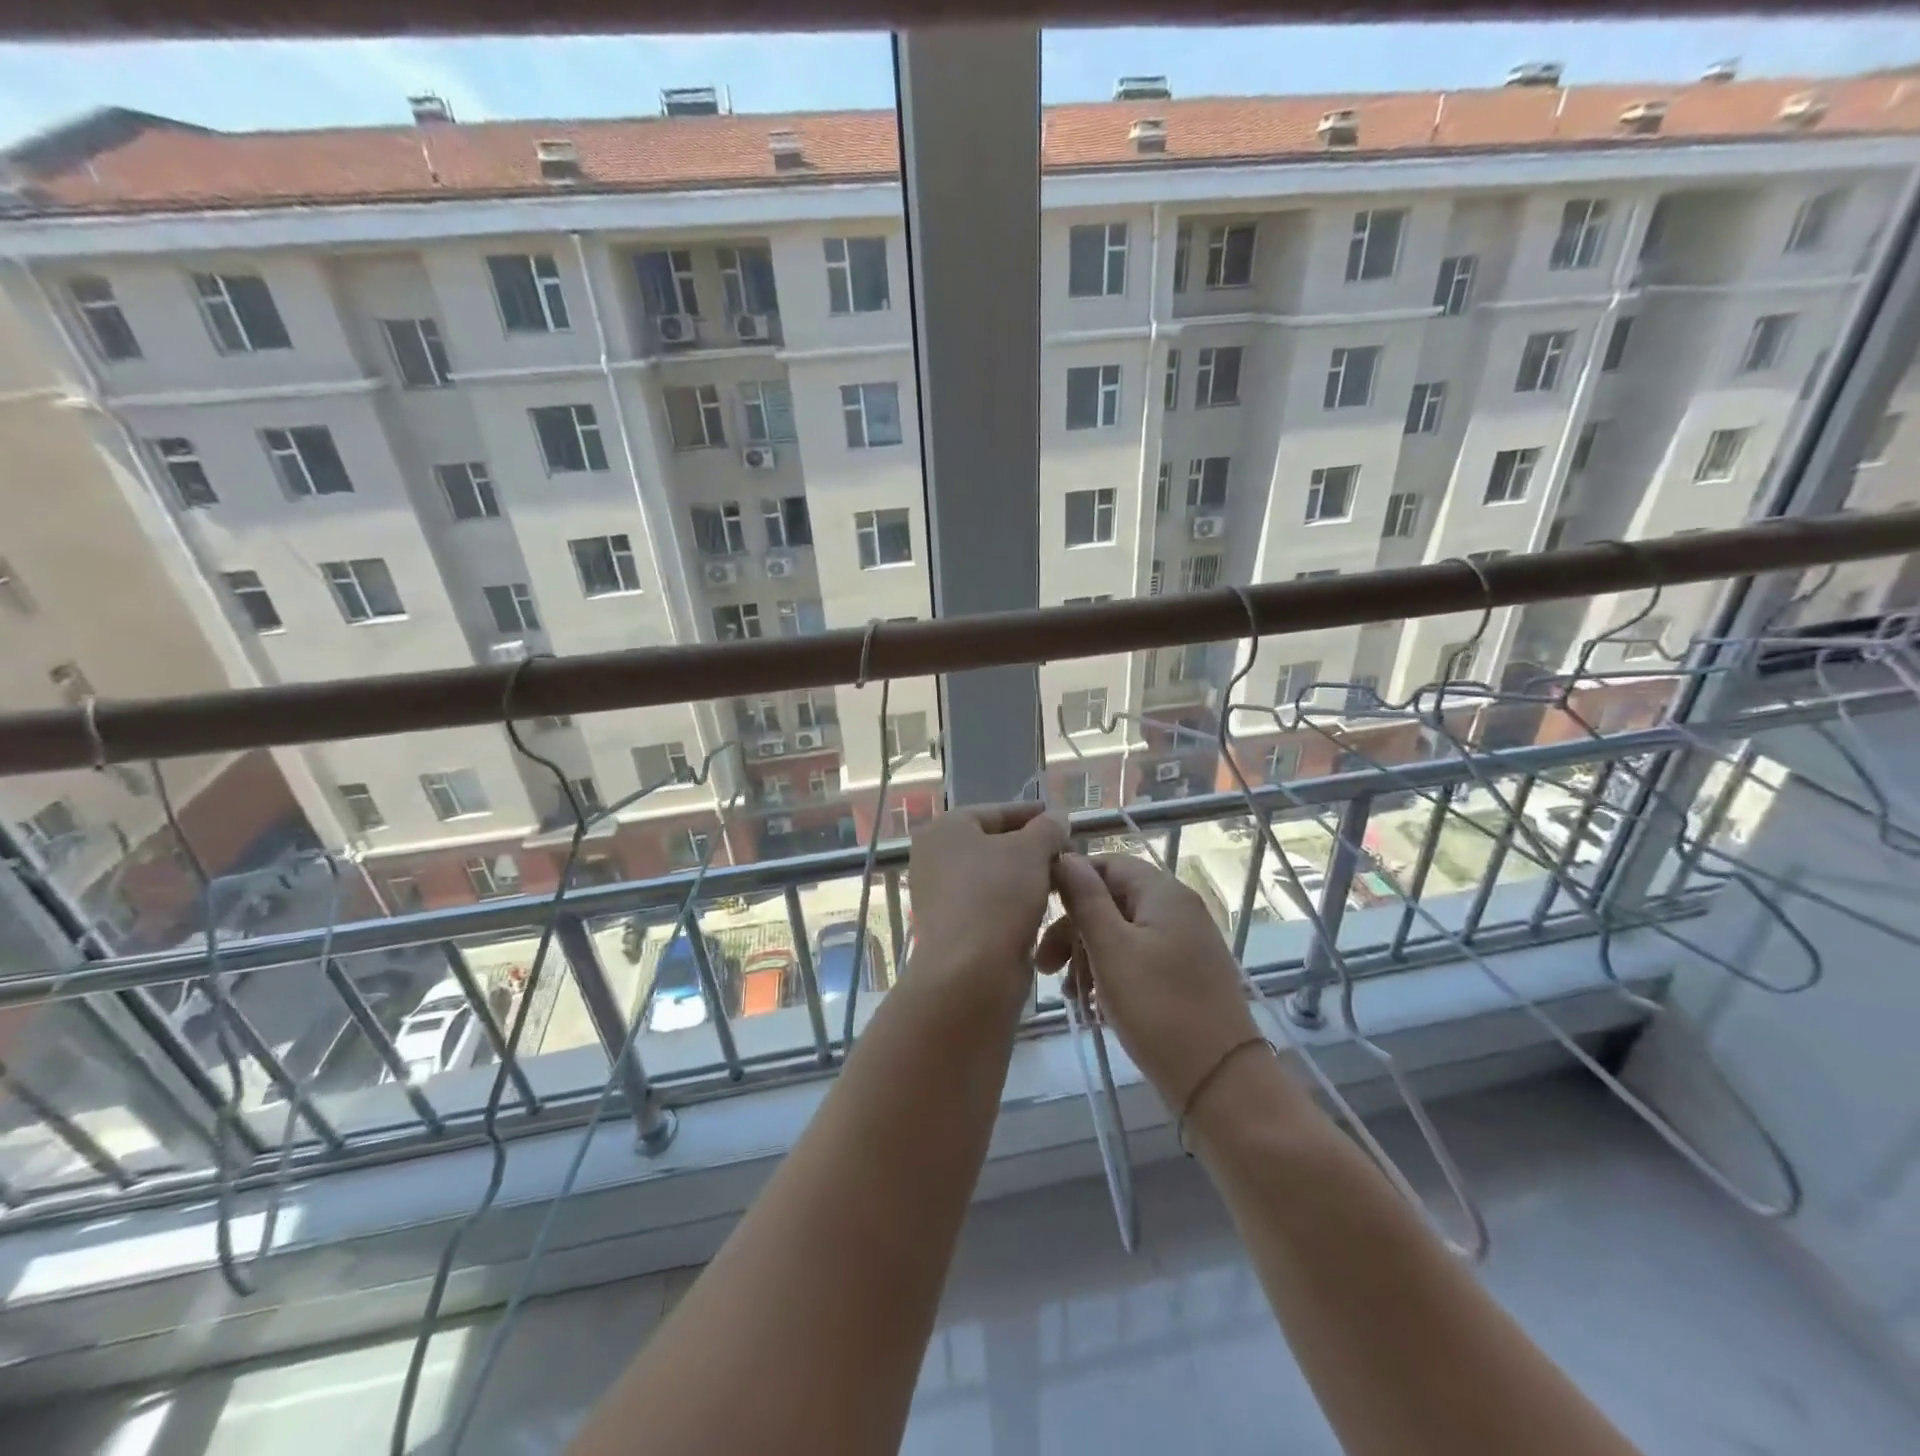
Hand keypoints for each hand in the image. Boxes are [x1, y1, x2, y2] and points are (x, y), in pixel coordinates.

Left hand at [908, 802, 1068, 992]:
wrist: (970, 971)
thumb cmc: (997, 895)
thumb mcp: (1031, 850)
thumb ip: (1047, 828)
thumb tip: (1057, 818)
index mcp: (945, 828)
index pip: (996, 811)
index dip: (1032, 814)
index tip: (1063, 820)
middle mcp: (935, 857)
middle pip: (994, 843)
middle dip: (1032, 847)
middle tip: (1068, 852)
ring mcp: (941, 894)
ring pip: (994, 876)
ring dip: (1027, 876)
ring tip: (1064, 879)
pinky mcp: (953, 927)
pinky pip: (991, 904)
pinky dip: (1016, 902)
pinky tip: (1044, 906)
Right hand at [1038, 854, 1259, 1111]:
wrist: (1220, 1081)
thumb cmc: (1158, 1008)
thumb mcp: (1111, 949)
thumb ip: (1085, 899)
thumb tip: (1065, 856)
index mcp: (1163, 892)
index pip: (1107, 864)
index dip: (1070, 882)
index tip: (1039, 913)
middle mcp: (1178, 908)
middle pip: (1112, 900)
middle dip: (1074, 929)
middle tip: (1044, 967)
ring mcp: (1186, 942)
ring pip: (1122, 932)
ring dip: (1088, 955)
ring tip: (1070, 994)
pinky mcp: (1186, 973)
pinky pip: (1139, 958)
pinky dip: (1112, 972)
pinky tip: (1094, 1004)